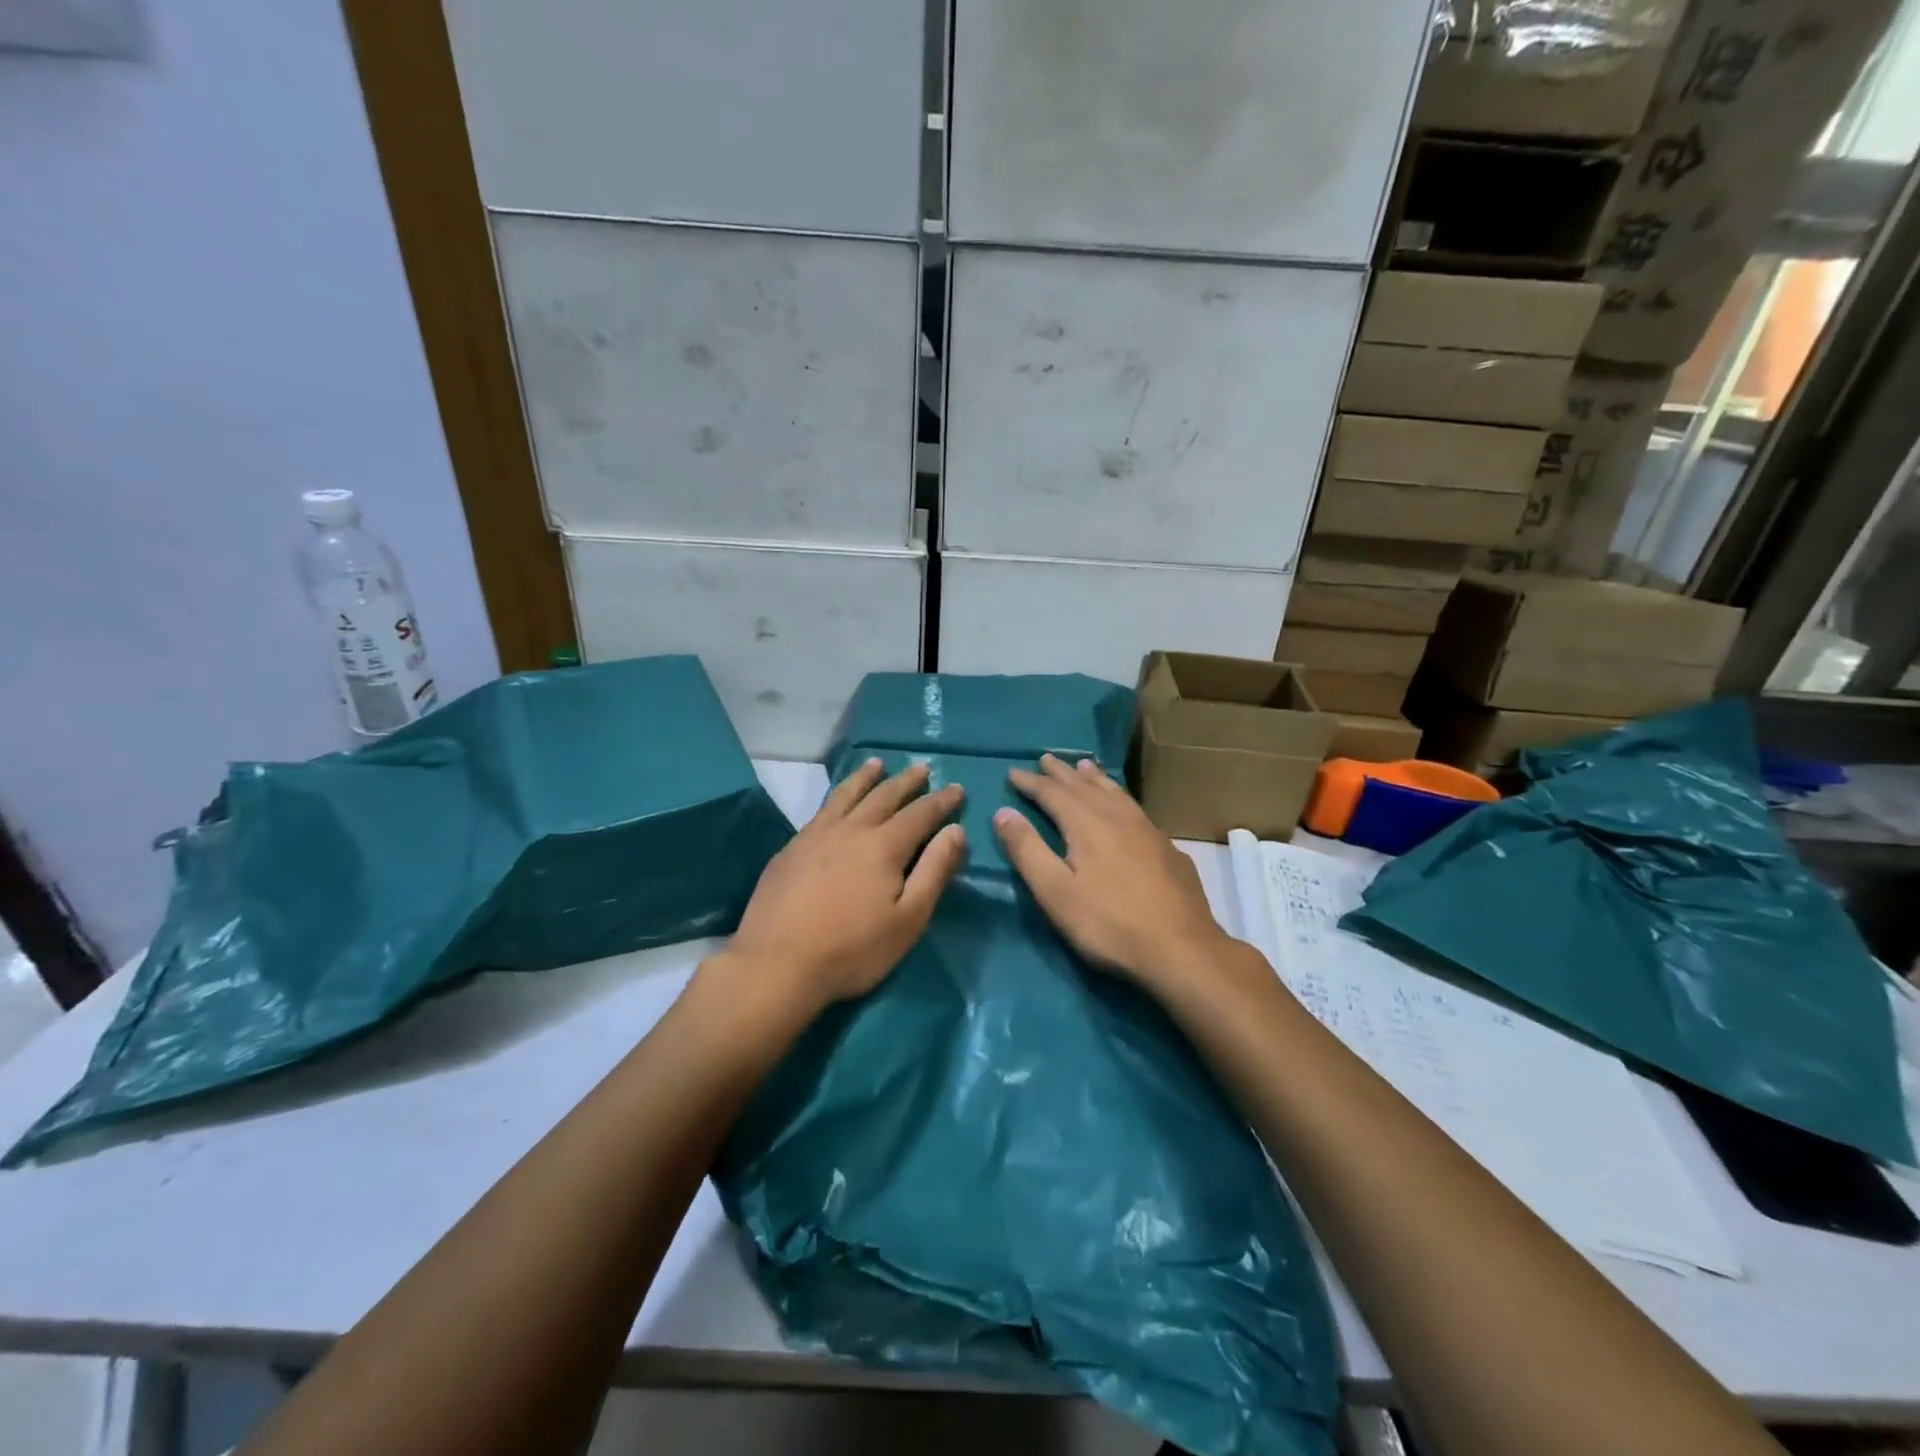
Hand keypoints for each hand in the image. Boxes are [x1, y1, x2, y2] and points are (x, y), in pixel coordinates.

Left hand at [725, 760, 965, 1011]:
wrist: (777, 964)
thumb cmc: (852, 949)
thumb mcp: (908, 918)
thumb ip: (934, 871)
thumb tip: (956, 831)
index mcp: (884, 845)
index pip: (921, 813)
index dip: (941, 801)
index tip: (957, 788)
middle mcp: (851, 829)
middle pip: (884, 795)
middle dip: (906, 781)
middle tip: (921, 767)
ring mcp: (816, 835)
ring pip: (847, 795)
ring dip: (866, 777)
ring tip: (877, 763)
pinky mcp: (791, 848)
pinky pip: (821, 809)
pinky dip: (837, 795)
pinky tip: (836, 801)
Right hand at [994, 755, 1235, 988]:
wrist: (1182, 949)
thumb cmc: (1109, 924)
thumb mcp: (1056, 893)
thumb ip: (1027, 850)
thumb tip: (1003, 812)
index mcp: (1087, 825)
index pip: (1052, 794)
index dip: (1030, 783)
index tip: (1012, 772)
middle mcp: (1117, 817)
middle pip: (1084, 786)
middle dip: (1061, 773)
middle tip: (1045, 758)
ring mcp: (1148, 830)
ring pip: (1115, 793)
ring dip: (1094, 778)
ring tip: (1084, 766)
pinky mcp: (1168, 848)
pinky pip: (1135, 808)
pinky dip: (1119, 796)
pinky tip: (1124, 806)